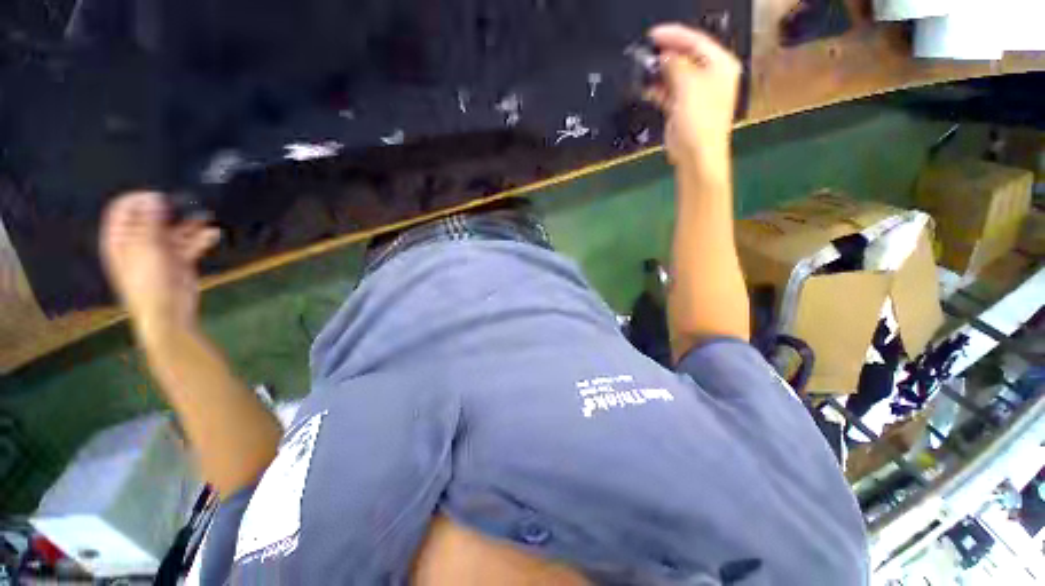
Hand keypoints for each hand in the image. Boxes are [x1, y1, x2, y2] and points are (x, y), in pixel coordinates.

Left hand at [100, 192, 219, 341]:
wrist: (168, 313)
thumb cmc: (149, 283)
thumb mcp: (146, 250)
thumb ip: (149, 223)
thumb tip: (154, 198)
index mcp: (121, 239)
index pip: (124, 209)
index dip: (139, 199)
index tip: (160, 197)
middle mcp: (138, 242)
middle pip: (151, 217)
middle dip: (169, 210)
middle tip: (186, 204)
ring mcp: (160, 251)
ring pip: (174, 230)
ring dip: (189, 223)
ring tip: (204, 216)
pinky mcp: (179, 260)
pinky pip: (190, 244)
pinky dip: (201, 238)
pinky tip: (212, 234)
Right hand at [648, 23, 740, 174]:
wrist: (696, 155)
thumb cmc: (699, 121)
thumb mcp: (688, 86)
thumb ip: (675, 66)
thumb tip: (664, 57)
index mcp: (720, 65)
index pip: (696, 41)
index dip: (674, 35)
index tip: (653, 35)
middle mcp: (710, 76)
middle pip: (686, 56)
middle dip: (666, 53)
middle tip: (646, 51)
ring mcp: (696, 93)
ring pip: (676, 74)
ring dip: (659, 72)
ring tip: (643, 68)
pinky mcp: (683, 108)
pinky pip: (669, 92)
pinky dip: (658, 89)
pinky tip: (646, 87)